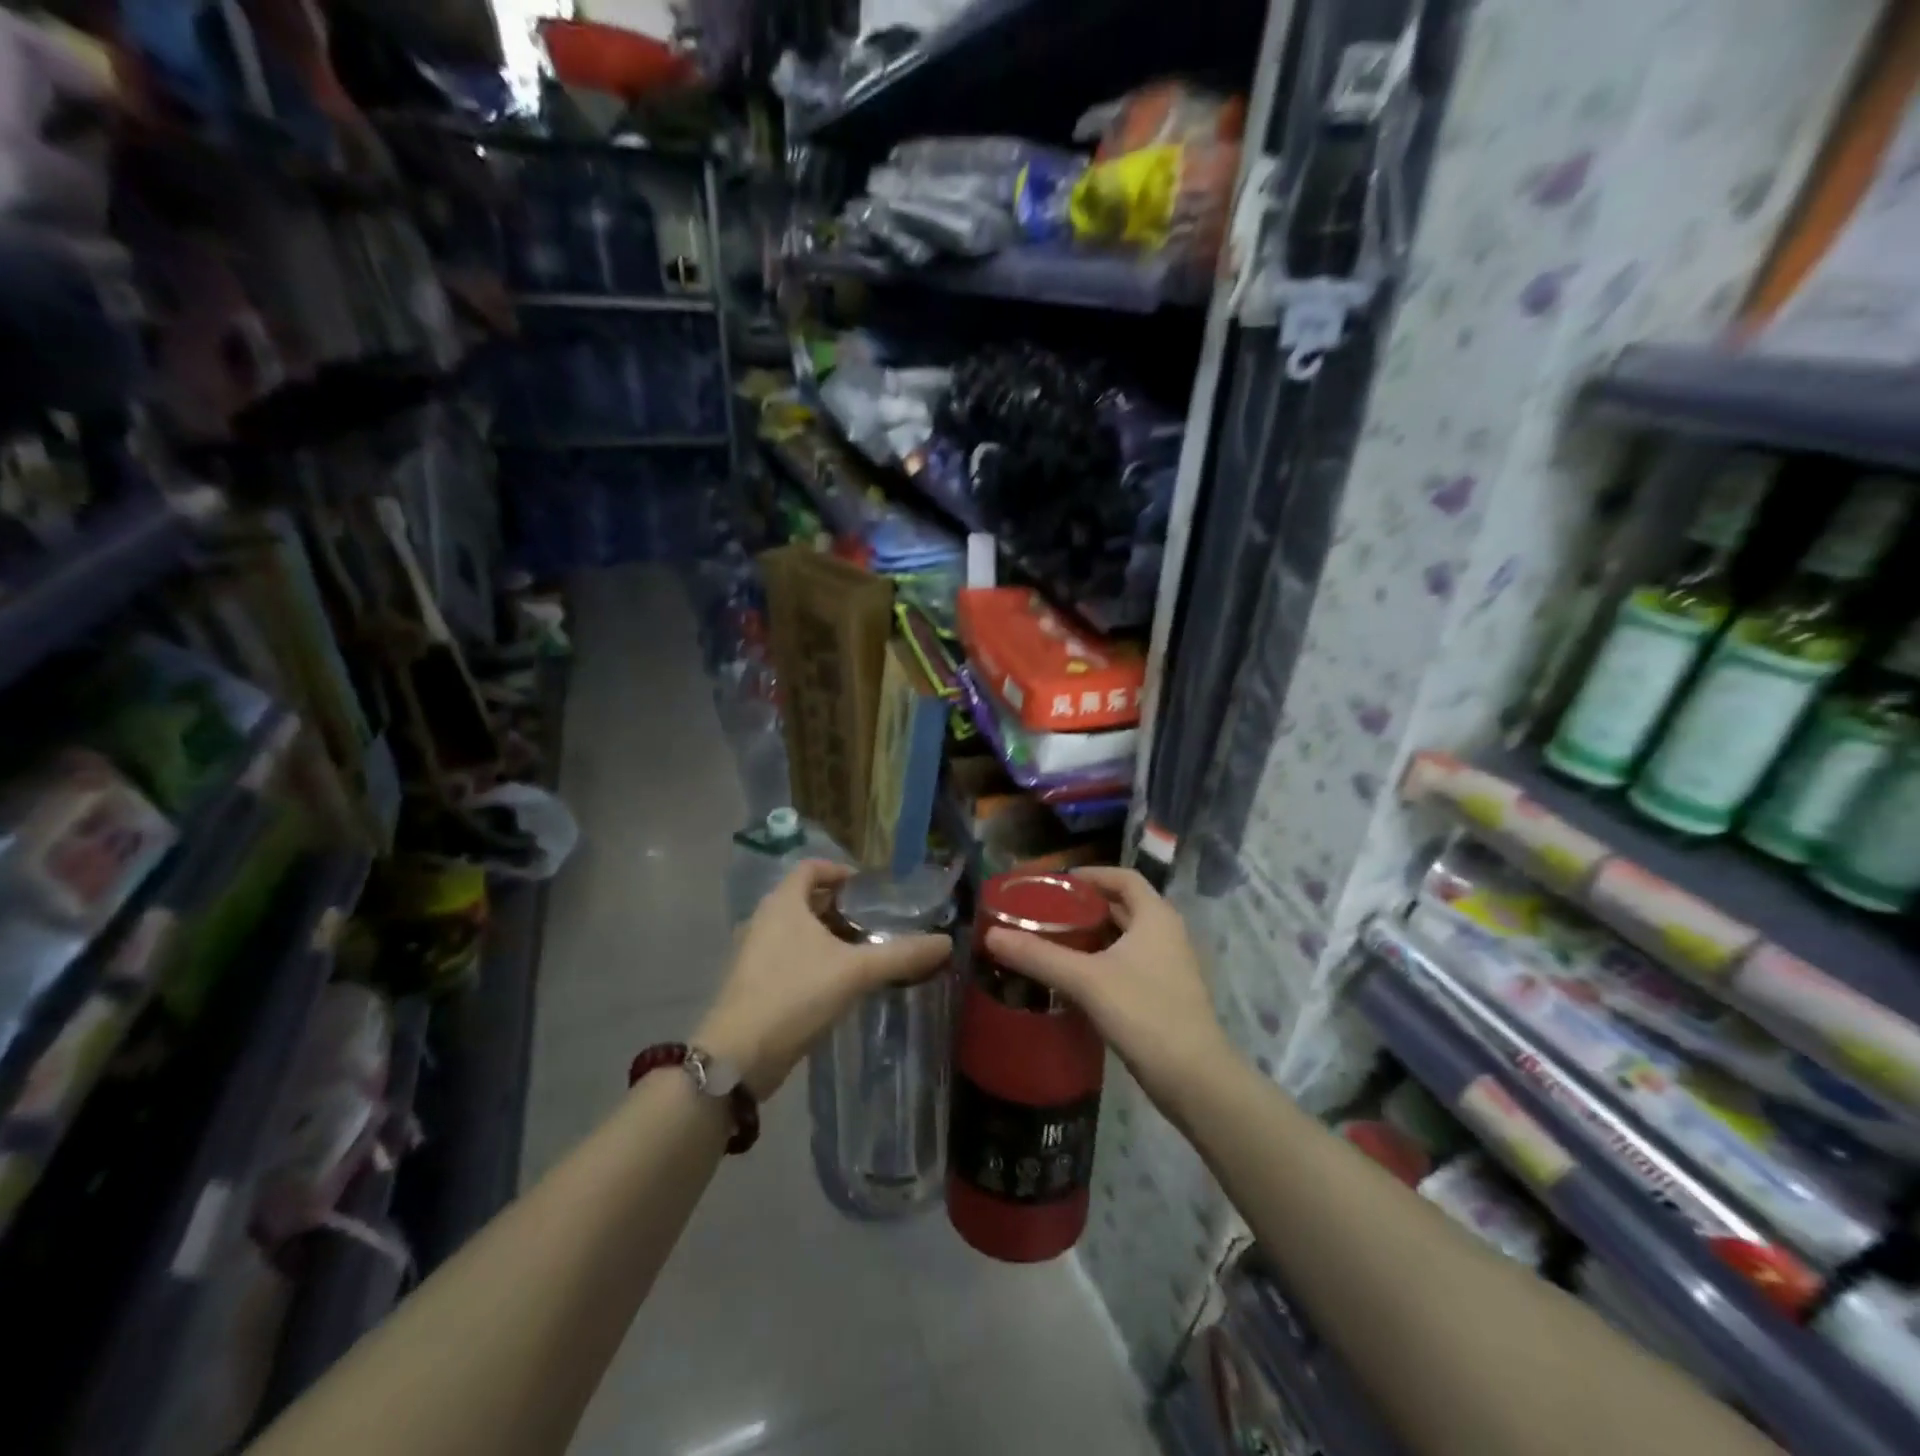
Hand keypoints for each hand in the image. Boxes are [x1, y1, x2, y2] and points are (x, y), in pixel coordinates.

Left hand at [696, 859, 950, 1098]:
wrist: (738, 1056)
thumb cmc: (795, 995)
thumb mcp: (856, 971)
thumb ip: (901, 955)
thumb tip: (946, 942)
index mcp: (783, 903)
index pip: (811, 868)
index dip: (840, 871)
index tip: (868, 889)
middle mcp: (764, 919)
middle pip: (804, 898)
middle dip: (838, 906)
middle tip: (873, 921)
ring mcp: (753, 952)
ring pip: (795, 930)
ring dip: (825, 935)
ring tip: (861, 952)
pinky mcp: (752, 983)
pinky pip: (787, 956)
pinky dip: (811, 959)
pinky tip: (836, 982)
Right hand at [985, 866, 1230, 1099]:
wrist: (1194, 1079)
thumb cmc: (1144, 1014)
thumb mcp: (1086, 980)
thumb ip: (1038, 955)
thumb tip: (991, 934)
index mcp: (1155, 916)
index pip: (1123, 876)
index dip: (1091, 874)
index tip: (1055, 883)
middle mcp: (1166, 933)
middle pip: (1122, 905)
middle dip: (1085, 906)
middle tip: (1045, 912)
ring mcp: (1168, 965)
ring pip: (1125, 937)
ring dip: (1092, 935)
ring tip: (1052, 940)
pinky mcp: (1164, 994)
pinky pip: (1128, 962)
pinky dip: (1102, 960)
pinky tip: (1074, 977)